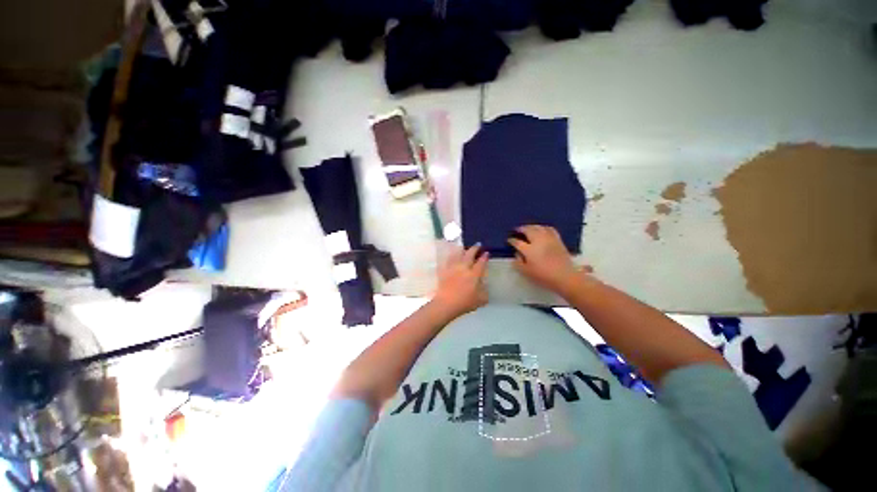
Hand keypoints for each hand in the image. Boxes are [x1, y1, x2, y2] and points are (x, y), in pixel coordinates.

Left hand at [432, 245, 488, 318]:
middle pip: (469, 254)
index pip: (481, 262)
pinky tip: (452, 255)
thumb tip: (485, 286)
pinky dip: (451, 255)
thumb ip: (484, 292)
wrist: (446, 303)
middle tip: (478, 245)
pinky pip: (448, 260)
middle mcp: (464, 268)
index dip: (484, 257)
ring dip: (463, 249)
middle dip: (475, 248)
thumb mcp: (480, 300)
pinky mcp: (444, 270)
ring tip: (465, 247)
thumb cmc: (464, 303)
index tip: (486, 252)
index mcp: (474, 274)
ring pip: (458, 254)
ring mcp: (453, 268)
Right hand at [508, 225, 579, 292]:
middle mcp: (538, 241)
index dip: (512, 240)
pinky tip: (542, 229)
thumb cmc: (544, 276)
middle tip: (517, 230)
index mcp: (529, 250)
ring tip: (527, 228)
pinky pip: (549, 229)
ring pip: (538, 227)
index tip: (509, 240)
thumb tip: (516, 253)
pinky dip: (543, 227)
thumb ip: (518, 262)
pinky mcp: (557, 239)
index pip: (517, 242)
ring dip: (531, 226)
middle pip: (528, 230)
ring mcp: (548, 239)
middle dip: (521, 229)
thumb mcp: (526, 272)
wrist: (565, 276)